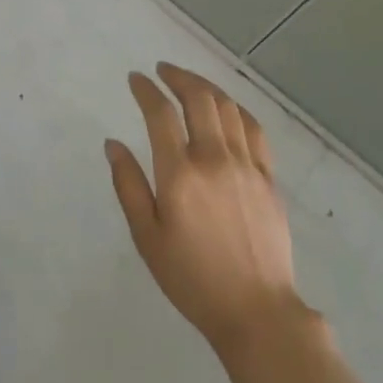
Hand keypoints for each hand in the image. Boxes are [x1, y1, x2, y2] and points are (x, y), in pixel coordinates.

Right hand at [106, 62, 306, 355]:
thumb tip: (113, 144)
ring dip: (206, 87)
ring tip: (190, 82)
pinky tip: (227, 108)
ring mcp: (247, 166)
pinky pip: (254, 129)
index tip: (135, 79)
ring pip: (228, 108)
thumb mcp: (147, 237)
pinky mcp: (269, 178)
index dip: (146, 89)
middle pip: (199, 99)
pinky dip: (237, 109)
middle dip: (178, 77)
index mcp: (180, 174)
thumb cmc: (191, 278)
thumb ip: (128, 185)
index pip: (161, 114)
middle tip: (163, 70)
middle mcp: (215, 159)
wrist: (256, 311)